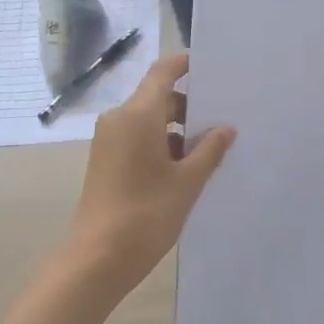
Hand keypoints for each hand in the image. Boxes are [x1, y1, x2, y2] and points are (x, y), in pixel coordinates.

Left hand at [61, 53, 234, 301]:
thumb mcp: (187, 182)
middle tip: (223, 120)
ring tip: (208, 151)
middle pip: (157, 98)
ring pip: (148, 120)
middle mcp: (119, 119)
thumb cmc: (147, 213)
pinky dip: (160, 144)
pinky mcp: (105, 160)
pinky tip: (184, 169)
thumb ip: (209, 150)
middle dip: (189, 106)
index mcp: (138, 114)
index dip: (185, 65)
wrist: (97, 258)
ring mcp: (108, 140)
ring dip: (176, 129)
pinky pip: (137, 138)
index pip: (163, 72)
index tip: (212, 67)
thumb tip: (226, 128)